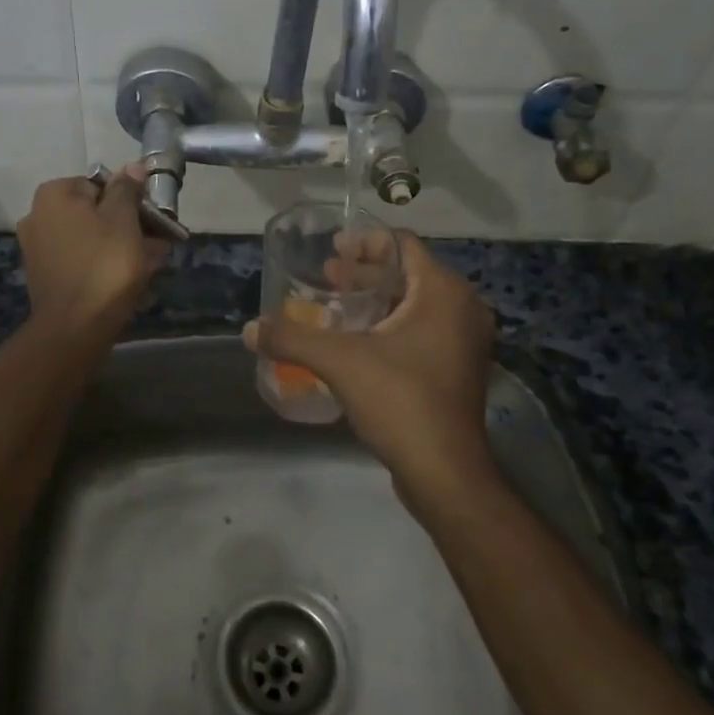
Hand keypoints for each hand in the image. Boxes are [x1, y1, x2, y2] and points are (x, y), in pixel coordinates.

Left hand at [17, 166, 167, 340]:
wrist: (75, 327)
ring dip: (120, 247)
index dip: (130, 201)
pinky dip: (103, 264)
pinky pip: (81, 259)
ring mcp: (38, 247)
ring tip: (150, 265)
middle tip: (158, 245)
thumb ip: (127, 190)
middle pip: (95, 212)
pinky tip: (130, 280)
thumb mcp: (124, 221)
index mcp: (54, 195)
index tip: (152, 220)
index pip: (101, 184)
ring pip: (91, 238)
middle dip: (128, 226)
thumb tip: (133, 166)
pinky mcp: (45, 274)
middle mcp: (38, 215)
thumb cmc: (104, 265)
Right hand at [245, 231, 496, 500]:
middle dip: (365, 273)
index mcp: (443, 292)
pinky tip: (357, 341)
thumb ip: (292, 339)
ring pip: (415, 303)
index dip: (365, 242)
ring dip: (376, 300)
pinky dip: (390, 325)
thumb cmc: (400, 401)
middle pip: (409, 273)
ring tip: (335, 306)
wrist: (445, 472)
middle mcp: (462, 308)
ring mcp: (464, 341)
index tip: (332, 249)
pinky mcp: (458, 368)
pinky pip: (422, 330)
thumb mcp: (339, 363)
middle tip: (326, 277)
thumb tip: (249, 329)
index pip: (403, 245)